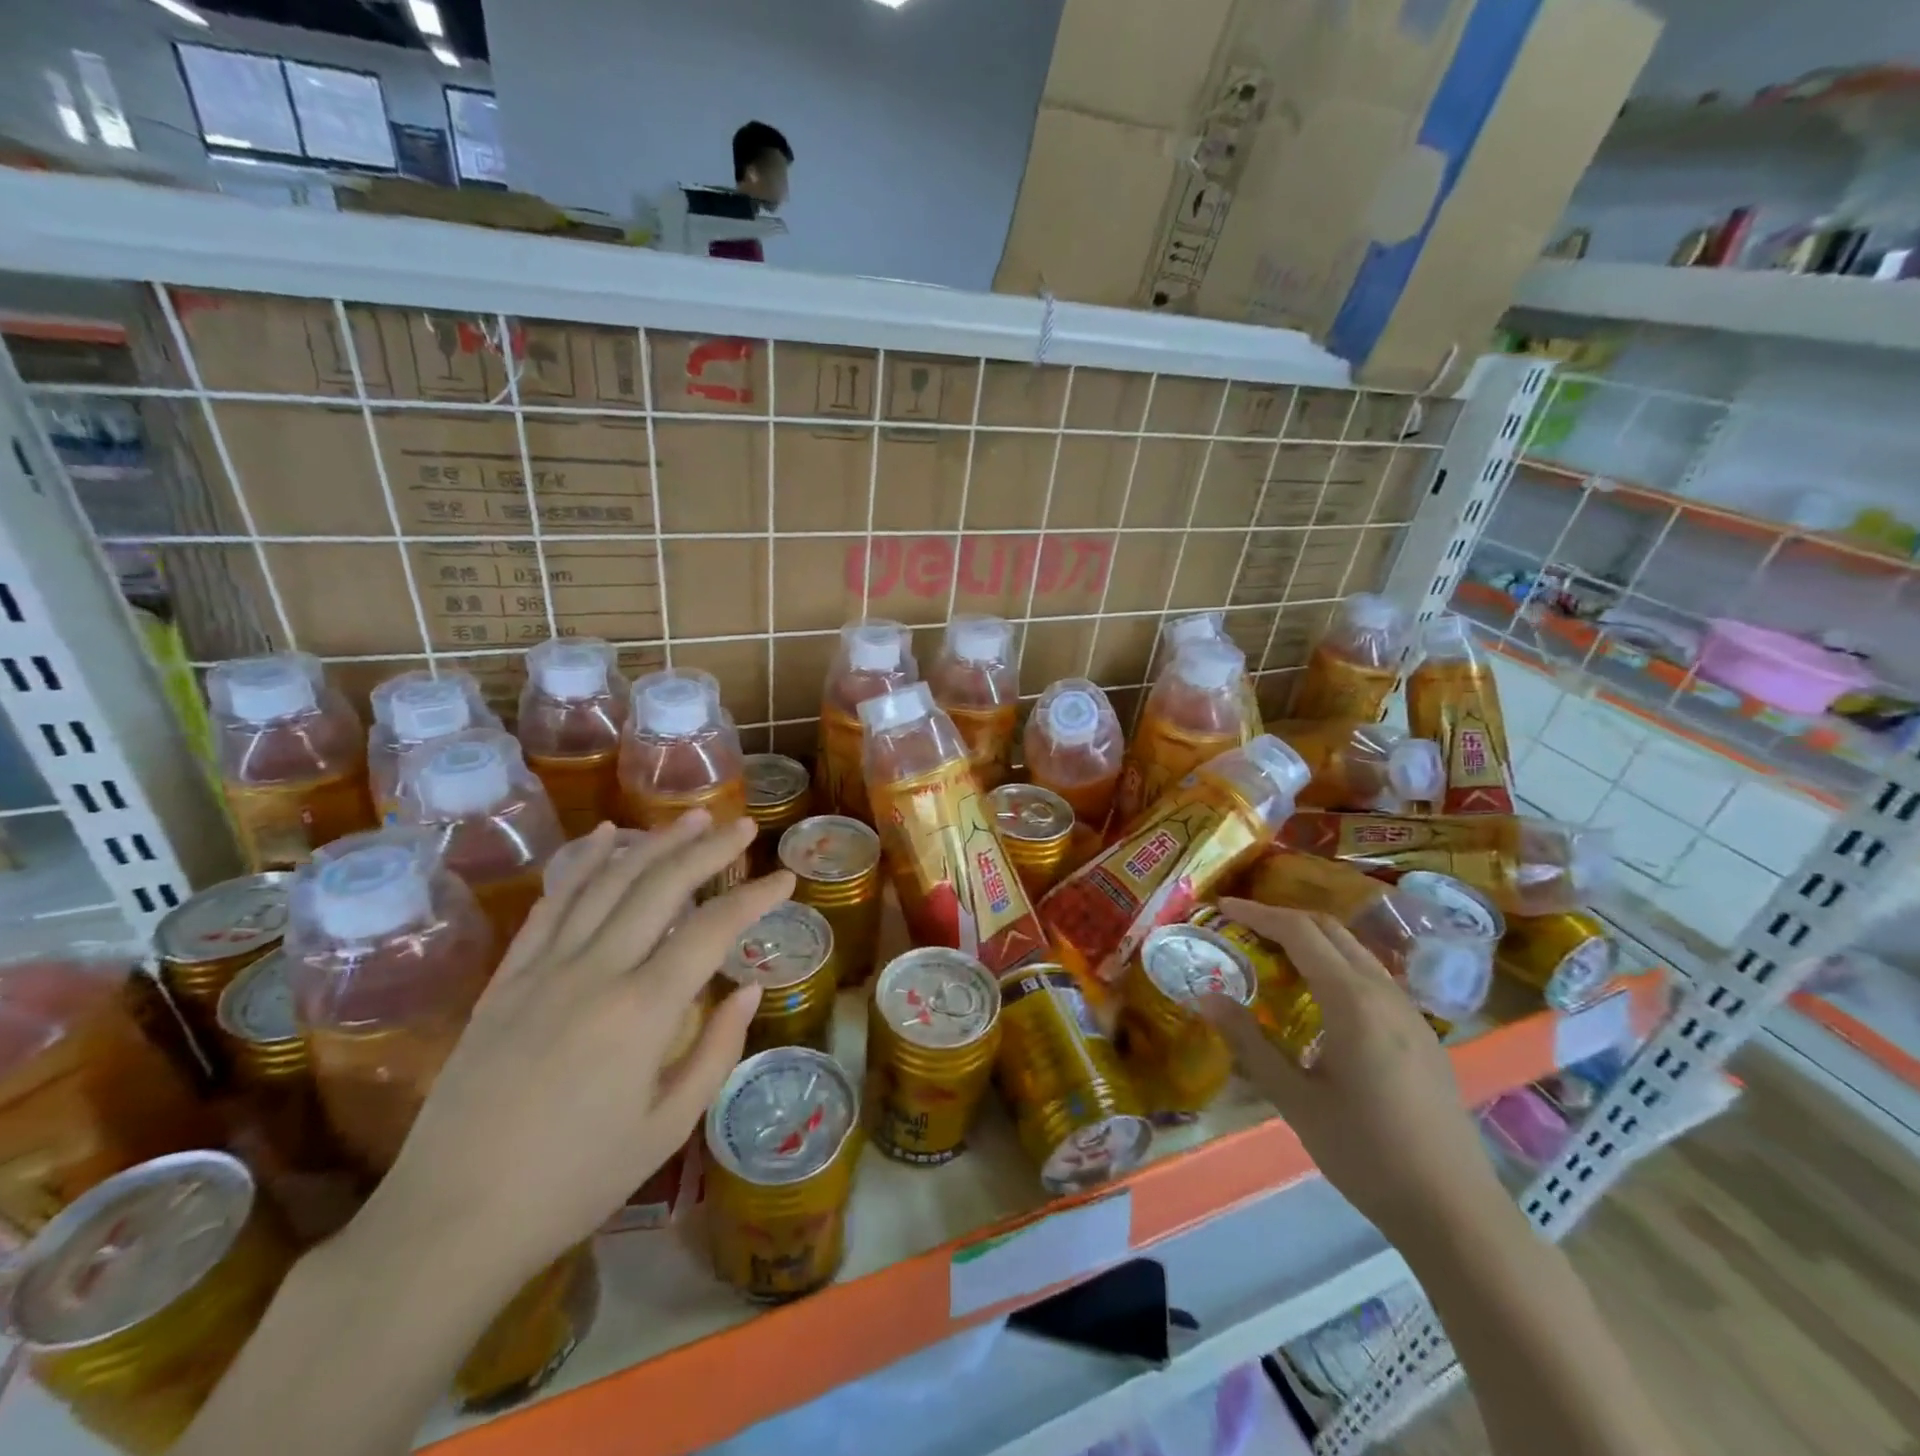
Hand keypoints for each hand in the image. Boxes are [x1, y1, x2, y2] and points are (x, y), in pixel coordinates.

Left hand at [350, 814, 784, 1287]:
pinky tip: (606, 837)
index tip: (785, 880)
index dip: (754, 899)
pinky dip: (583, 863)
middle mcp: (595, 972)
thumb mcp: (666, 1129)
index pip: (713, 931)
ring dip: (653, 843)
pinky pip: (551, 904)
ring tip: (690, 819)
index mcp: (642, 1012)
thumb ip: (715, 1050)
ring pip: (606, 882)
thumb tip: (748, 988)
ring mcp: (544, 970)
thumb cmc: (573, 1183)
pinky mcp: (506, 978)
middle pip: (660, 887)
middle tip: (743, 827)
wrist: (449, 1221)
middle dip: (708, 850)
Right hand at [1202, 900, 1505, 1246]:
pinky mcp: (1422, 1035)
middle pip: (1331, 930)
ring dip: (1312, 941)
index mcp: (1352, 1001)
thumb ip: (1249, 1043)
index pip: (1300, 932)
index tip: (1223, 908)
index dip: (1258, 913)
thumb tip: (1207, 996)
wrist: (1454, 1211)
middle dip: (1284, 919)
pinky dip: (1336, 965)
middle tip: (1243, 928)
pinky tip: (1319, 999)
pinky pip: (1372, 977)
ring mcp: (1409, 1013)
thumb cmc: (1366, 1153)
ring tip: (1274, 957)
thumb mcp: (1295, 1100)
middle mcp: (1385, 993)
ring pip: (1355, 951)